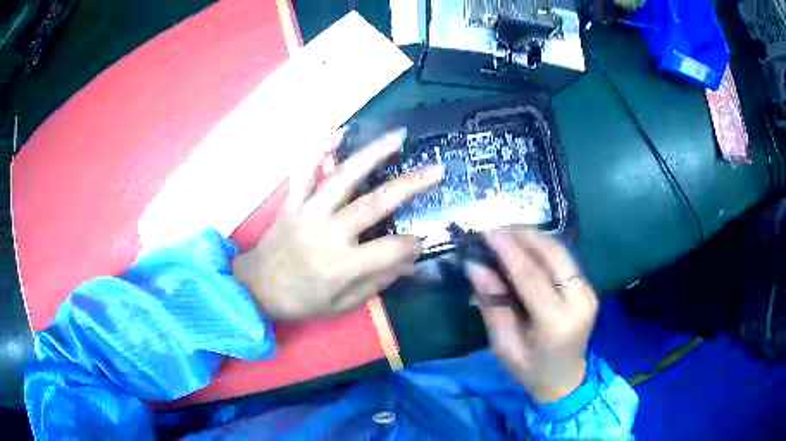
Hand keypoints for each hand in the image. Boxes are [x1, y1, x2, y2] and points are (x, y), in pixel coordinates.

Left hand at [233, 129, 442, 320]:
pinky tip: (339, 132)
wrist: (258, 288)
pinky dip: (319, 149)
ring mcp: (307, 212)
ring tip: (398, 136)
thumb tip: (409, 262)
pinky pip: (304, 171)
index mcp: (342, 265)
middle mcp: (327, 233)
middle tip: (437, 170)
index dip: (412, 245)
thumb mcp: (343, 305)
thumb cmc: (302, 300)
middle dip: (410, 185)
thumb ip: (377, 283)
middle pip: (374, 204)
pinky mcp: (291, 202)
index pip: (390, 249)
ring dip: (373, 154)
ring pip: (343, 177)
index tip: (420, 241)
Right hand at [466, 233, 597, 403]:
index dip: (508, 251)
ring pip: (560, 251)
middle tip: (495, 227)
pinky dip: (543, 247)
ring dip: (533, 237)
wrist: (566, 379)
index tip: (487, 232)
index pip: (531, 276)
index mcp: (557, 322)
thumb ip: (493, 306)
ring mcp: (587, 292)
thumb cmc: (531, 370)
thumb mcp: (505, 346)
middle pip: (552, 254)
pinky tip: (524, 244)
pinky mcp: (587, 287)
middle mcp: (579, 300)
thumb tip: (475, 268)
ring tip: (506, 231)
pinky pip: (564, 259)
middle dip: (523, 235)